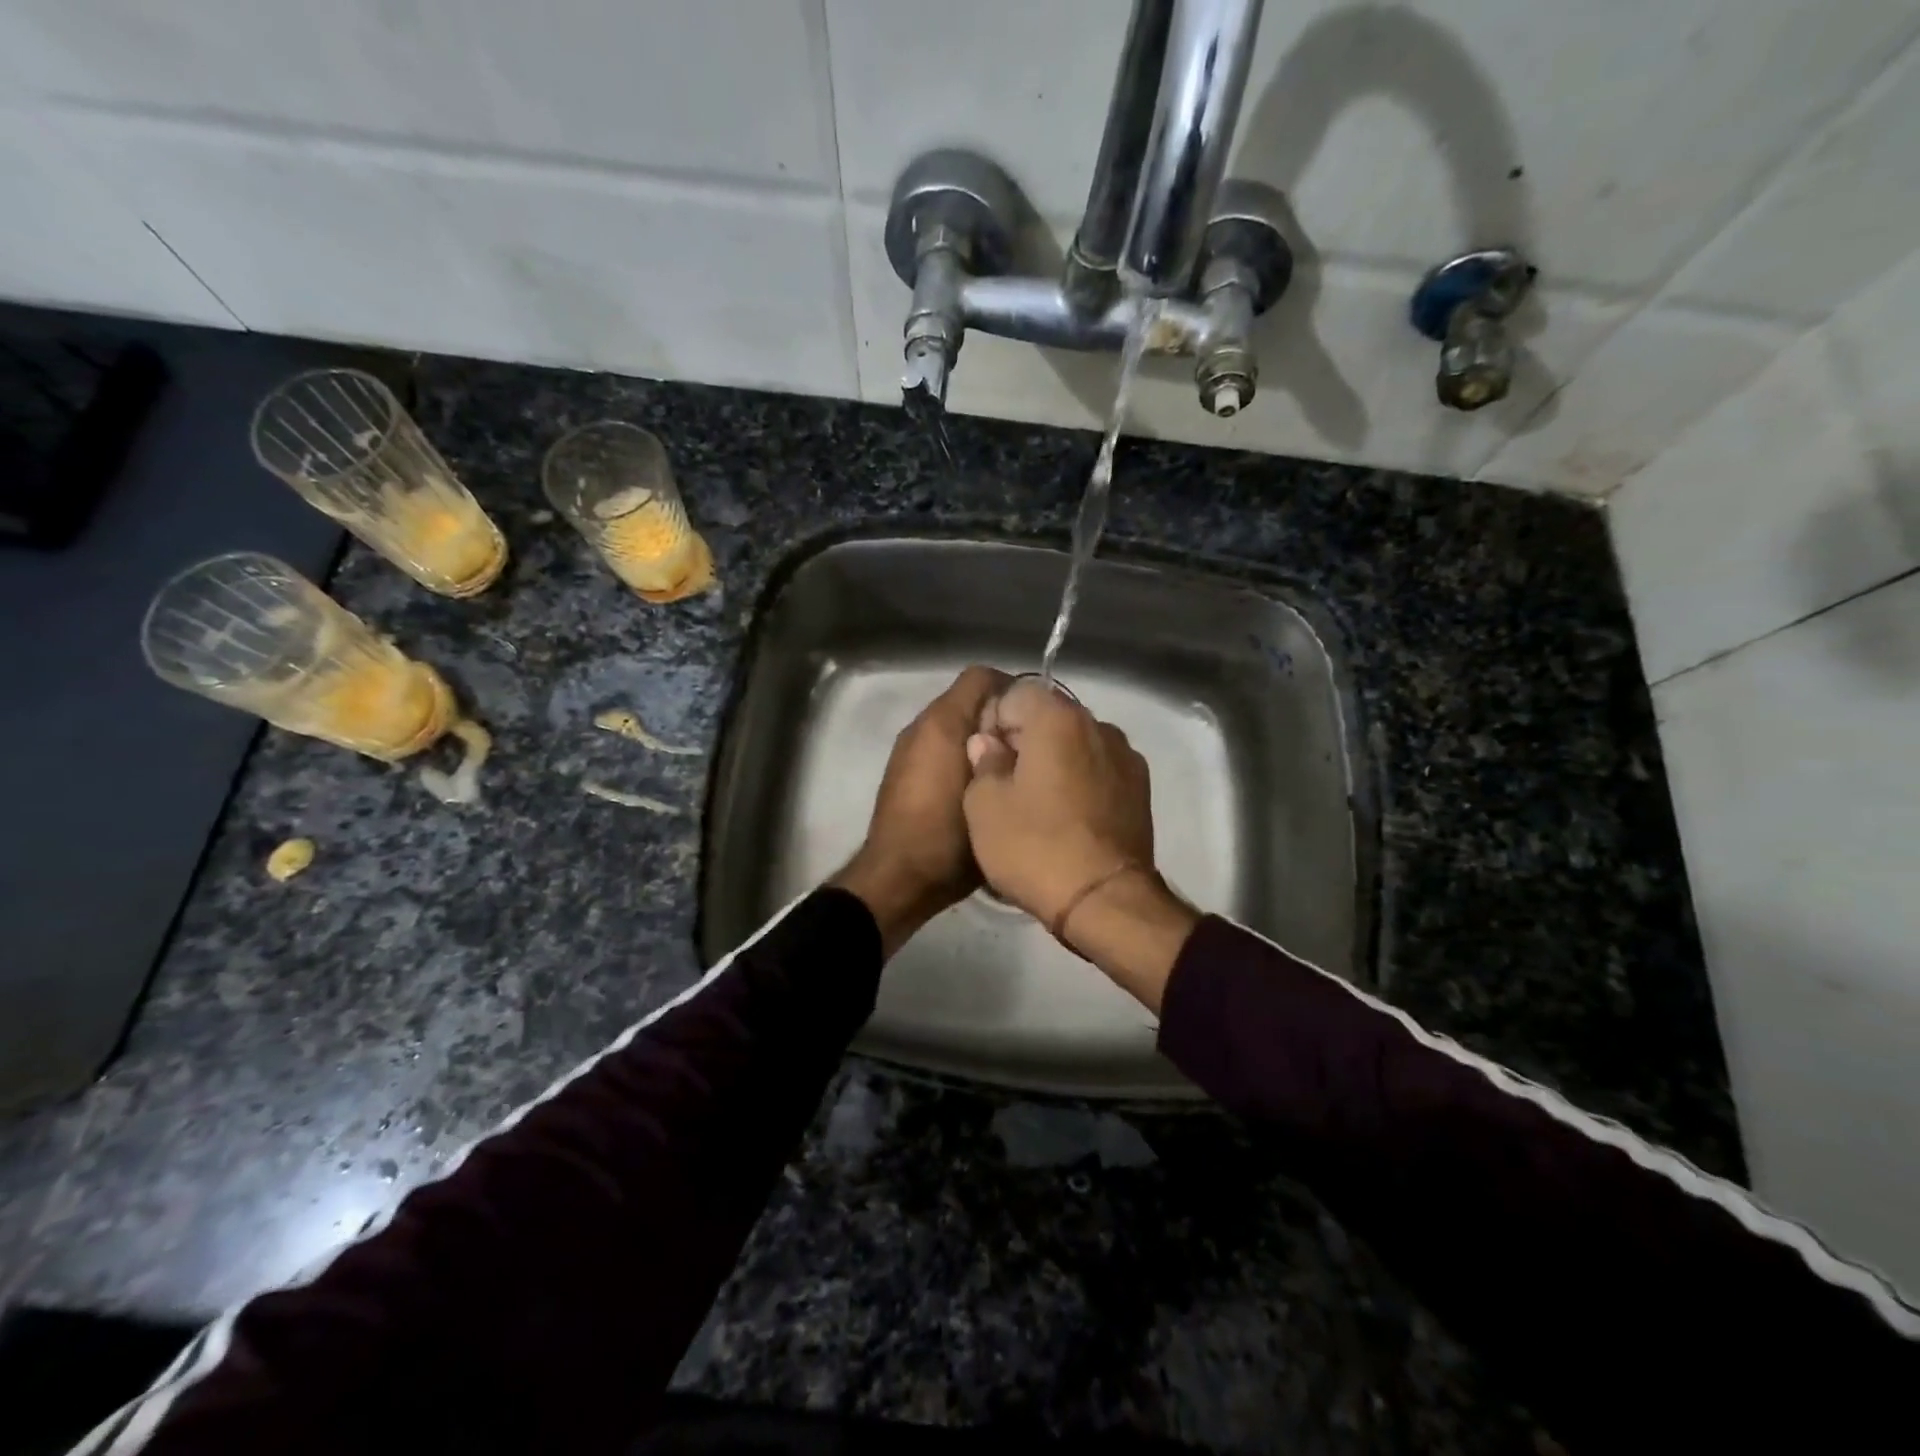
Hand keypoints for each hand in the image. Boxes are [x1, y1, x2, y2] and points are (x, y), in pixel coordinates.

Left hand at [830, 666, 1008, 957]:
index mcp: (942, 722)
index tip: (1039, 717)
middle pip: (969, 700)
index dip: (1013, 688)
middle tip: (1032, 745)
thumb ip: (1008, 755)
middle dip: (1000, 716)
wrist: (899, 877)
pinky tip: (983, 786)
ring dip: (981, 738)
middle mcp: (921, 726)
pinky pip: (940, 747)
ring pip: (955, 726)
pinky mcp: (904, 772)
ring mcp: (909, 749)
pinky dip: (961, 755)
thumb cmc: (949, 835)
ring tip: (1011, 767)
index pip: (982, 676)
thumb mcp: (992, 794)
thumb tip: (1025, 734)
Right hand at [963, 679, 1195, 1008]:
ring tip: (1039, 803)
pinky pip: (1099, 769)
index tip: (985, 759)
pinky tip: (1069, 817)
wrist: (1104, 901)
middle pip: (1050, 715)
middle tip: (1005, 783)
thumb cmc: (1035, 846)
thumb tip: (988, 743)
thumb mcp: (984, 806)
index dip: (994, 722)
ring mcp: (1126, 757)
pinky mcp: (1141, 789)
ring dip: (1056, 760)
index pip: (1016, 693)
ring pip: (1077, 743)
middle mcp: (1099, 726)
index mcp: (1058, 719)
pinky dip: (1081, 780)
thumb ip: (983, 762)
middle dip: (1025, 739)